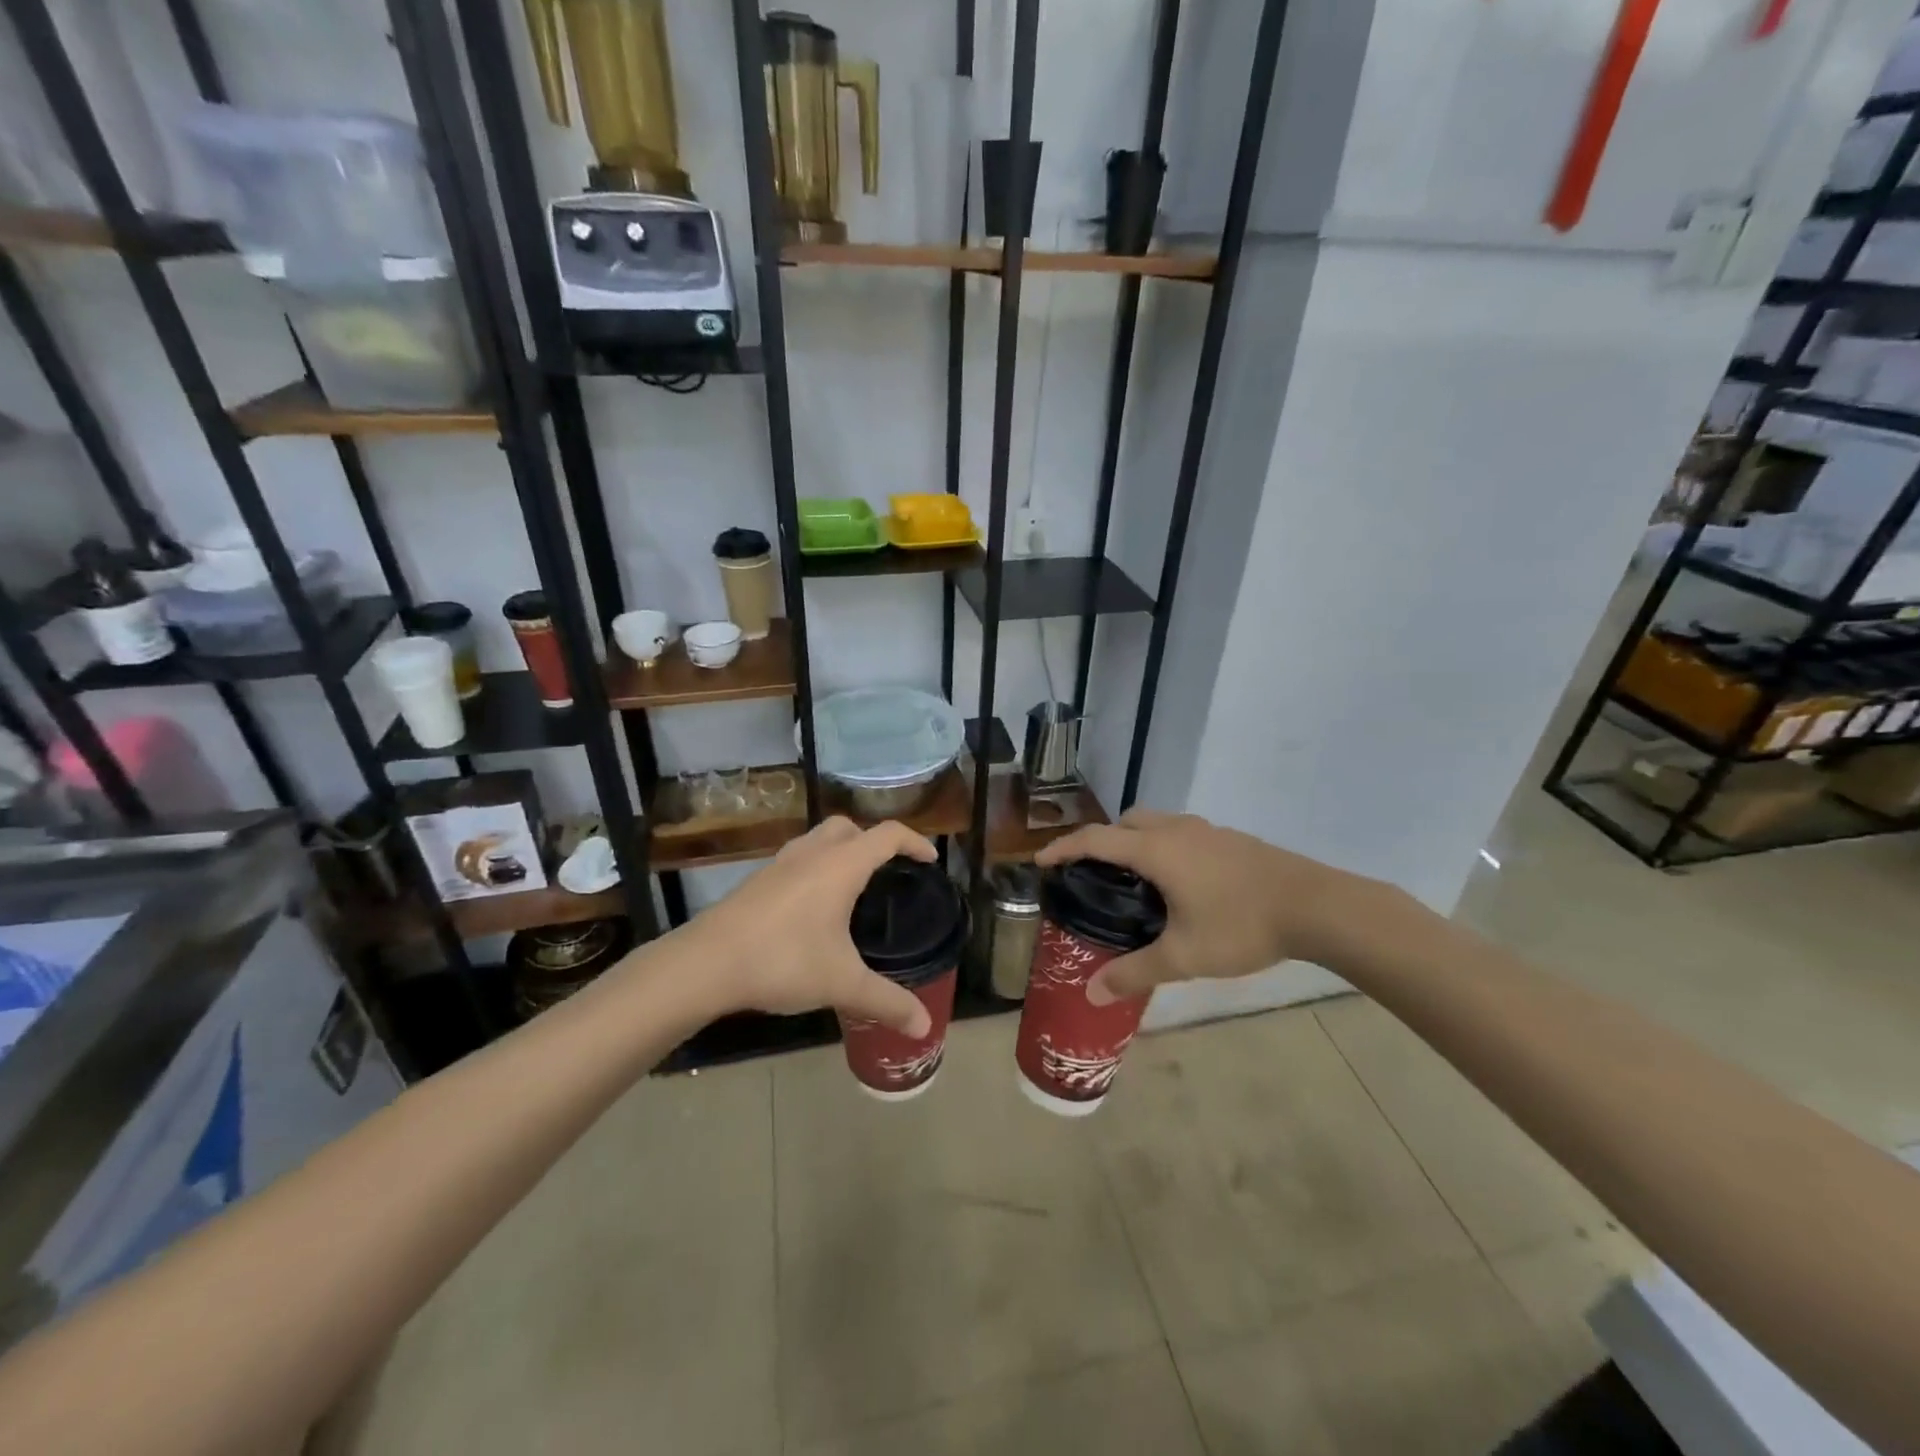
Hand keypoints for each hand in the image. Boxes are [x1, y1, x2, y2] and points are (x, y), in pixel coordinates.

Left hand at [679, 817, 936, 1035]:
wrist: (705, 964)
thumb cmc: (783, 961)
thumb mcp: (842, 984)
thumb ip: (887, 1001)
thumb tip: (924, 1027)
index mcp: (840, 865)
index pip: (887, 835)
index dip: (914, 841)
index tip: (929, 860)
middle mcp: (811, 853)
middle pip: (850, 827)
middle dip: (874, 841)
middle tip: (888, 872)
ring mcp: (779, 864)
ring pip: (819, 839)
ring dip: (841, 852)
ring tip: (852, 889)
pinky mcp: (757, 881)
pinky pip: (797, 860)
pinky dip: (815, 869)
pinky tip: (813, 909)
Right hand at [1035, 809, 1384, 1005]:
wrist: (1317, 906)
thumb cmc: (1242, 925)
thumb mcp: (1184, 956)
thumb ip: (1135, 972)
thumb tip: (1093, 993)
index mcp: (1156, 849)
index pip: (1095, 838)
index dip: (1063, 847)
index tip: (1041, 861)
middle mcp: (1177, 830)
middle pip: (1125, 822)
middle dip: (1102, 841)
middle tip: (1093, 875)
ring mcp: (1207, 831)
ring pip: (1156, 824)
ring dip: (1135, 841)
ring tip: (1134, 882)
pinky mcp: (1230, 839)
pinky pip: (1180, 833)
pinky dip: (1163, 847)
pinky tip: (1179, 885)